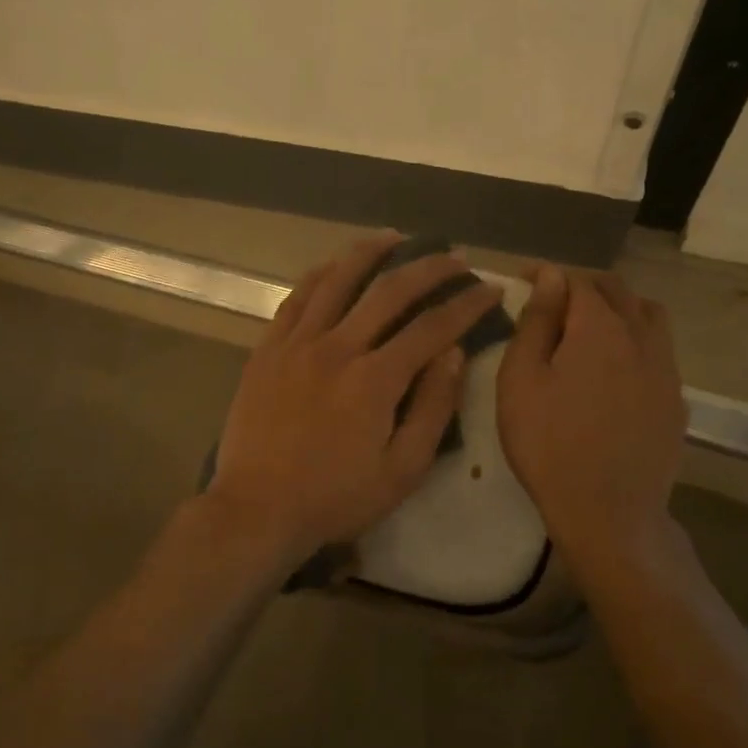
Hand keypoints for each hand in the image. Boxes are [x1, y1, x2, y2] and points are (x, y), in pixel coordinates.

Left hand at [205, 235, 503, 560]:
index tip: (490, 290)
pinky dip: (320, 275)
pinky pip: (296, 298)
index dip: (467, 305)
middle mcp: (337, 348)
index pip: (432, 327)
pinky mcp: (267, 349)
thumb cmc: (335, 498)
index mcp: (375, 379)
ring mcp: (296, 344)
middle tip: (453, 258)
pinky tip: (334, 265)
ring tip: (396, 239)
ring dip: (371, 254)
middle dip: (429, 269)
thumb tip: (454, 354)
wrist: (257, 508)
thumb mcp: (402, 470)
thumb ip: (433, 408)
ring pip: (337, 280)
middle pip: (389, 291)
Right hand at [496, 266, 687, 565]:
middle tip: (551, 300)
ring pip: (648, 316)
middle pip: (618, 292)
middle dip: (583, 286)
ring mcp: (666, 369)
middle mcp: (641, 337)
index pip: (577, 281)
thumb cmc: (548, 443)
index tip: (522, 279)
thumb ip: (535, 323)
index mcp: (600, 328)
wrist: (607, 511)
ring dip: (618, 308)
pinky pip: (659, 351)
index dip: (548, 275)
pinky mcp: (676, 400)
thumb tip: (550, 277)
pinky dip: (635, 342)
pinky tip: (615, 368)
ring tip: (590, 327)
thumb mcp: (520, 381)